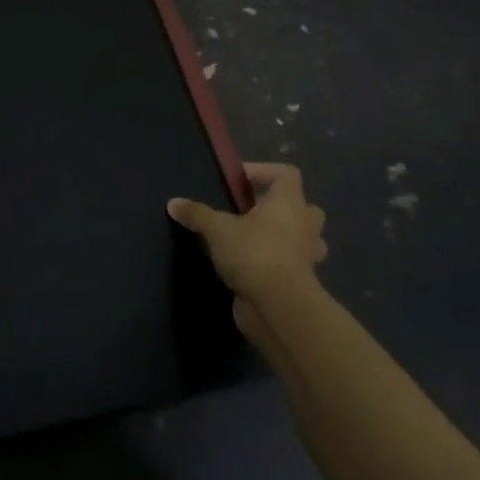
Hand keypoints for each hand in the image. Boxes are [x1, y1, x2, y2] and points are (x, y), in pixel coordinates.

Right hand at [168, 163, 326, 306]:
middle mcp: (304, 225)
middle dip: (279, 207)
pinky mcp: (300, 282)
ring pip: (302, 238)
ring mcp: (306, 255)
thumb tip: (173, 203)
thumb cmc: (254, 253)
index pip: (286, 173)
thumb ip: (197, 214)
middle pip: (301, 206)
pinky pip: (291, 264)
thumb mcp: (218, 229)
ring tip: (252, 240)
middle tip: (250, 212)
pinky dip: (275, 263)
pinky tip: (250, 267)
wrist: (279, 307)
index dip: (264, 171)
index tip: (238, 181)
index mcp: (288, 203)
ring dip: (284, 237)